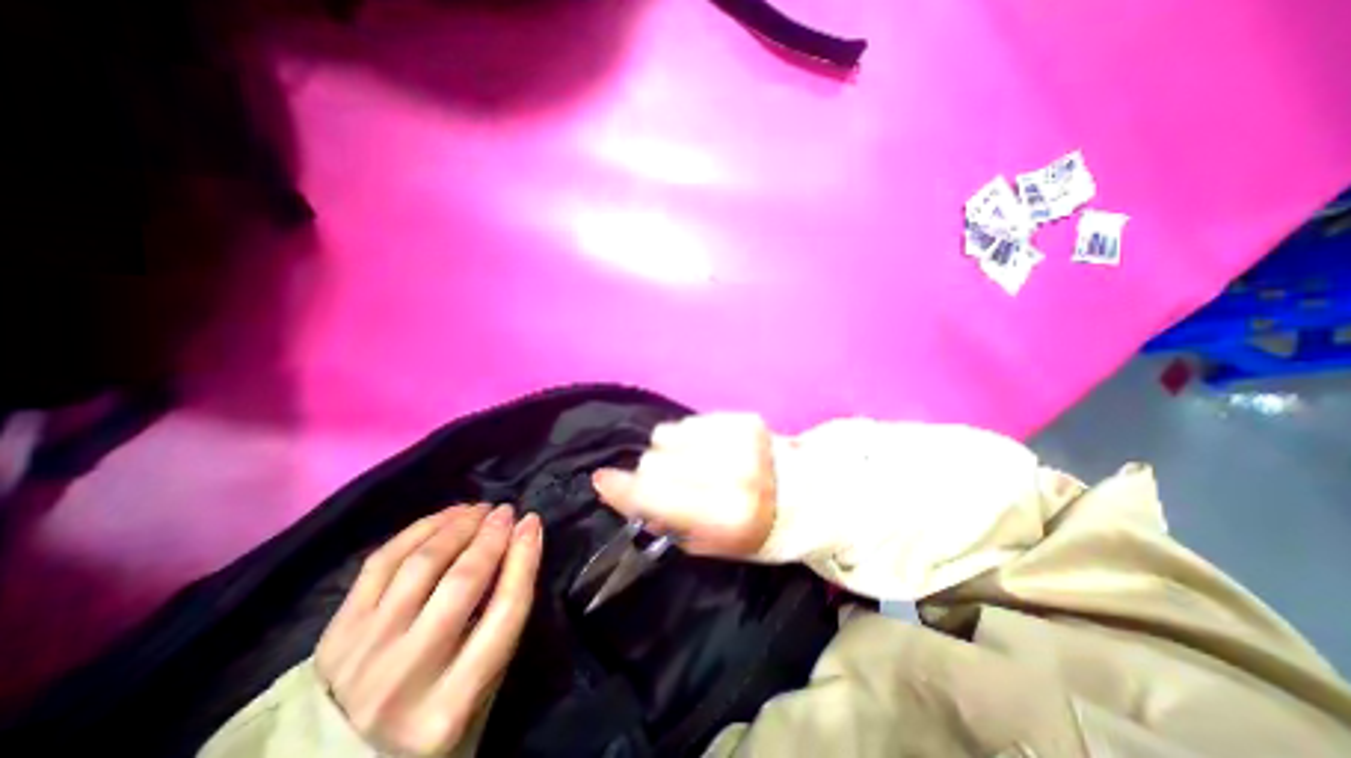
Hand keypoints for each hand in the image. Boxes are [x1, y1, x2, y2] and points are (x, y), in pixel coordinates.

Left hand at [317, 501, 541, 755]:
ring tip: (478, 510)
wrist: (337, 757)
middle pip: (462, 582)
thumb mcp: (478, 686)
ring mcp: (364, 652)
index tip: (533, 522)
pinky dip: (420, 529)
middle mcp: (406, 677)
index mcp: (451, 704)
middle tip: (505, 511)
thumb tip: (519, 544)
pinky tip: (445, 517)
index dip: (525, 558)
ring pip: (421, 564)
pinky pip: (382, 562)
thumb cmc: (430, 714)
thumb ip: (500, 622)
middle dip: (491, 536)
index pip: (504, 611)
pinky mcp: (336, 631)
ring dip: (458, 526)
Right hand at [594, 416, 775, 556]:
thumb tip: (627, 495)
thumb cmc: (755, 529)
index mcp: (726, 516)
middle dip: (651, 475)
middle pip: (654, 461)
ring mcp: (738, 440)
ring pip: (666, 435)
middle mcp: (733, 473)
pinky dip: (687, 438)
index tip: (600, 481)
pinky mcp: (742, 418)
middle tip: (669, 485)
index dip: (622, 490)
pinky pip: (688, 422)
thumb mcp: (711, 544)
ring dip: (668, 452)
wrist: (807, 493)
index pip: (656, 496)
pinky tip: (707, 450)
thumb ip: (666, 521)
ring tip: (691, 464)